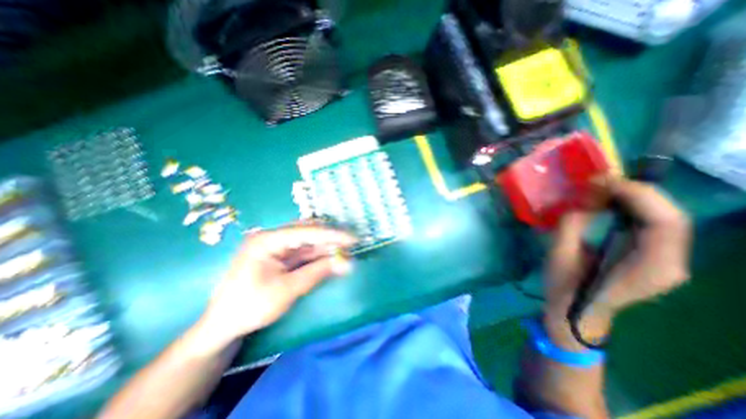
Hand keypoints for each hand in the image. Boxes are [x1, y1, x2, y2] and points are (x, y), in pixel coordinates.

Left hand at [198, 225, 354, 346]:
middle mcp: (272, 238)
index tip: (353, 238)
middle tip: (351, 245)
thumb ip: (317, 272)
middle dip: (331, 239)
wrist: (222, 326)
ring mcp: (276, 246)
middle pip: (308, 232)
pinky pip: (304, 252)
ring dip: (327, 247)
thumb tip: (347, 263)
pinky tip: (332, 258)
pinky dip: (319, 256)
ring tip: (346, 252)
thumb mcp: (287, 290)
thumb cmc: (250, 307)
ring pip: (308, 242)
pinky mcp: (280, 256)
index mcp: (267, 240)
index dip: (332, 235)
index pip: (306, 232)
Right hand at [543, 178, 693, 347]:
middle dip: (634, 192)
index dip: (638, 195)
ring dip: (633, 198)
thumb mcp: (560, 256)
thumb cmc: (564, 288)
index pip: (664, 222)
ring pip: (664, 217)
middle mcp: (670, 263)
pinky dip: (631, 208)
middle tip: (597, 183)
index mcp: (649, 268)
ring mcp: (665, 260)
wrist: (574, 311)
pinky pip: (652, 224)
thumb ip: (572, 226)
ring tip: (599, 190)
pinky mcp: (653, 256)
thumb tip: (585, 202)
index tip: (602, 183)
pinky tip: (608, 203)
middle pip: (670, 216)